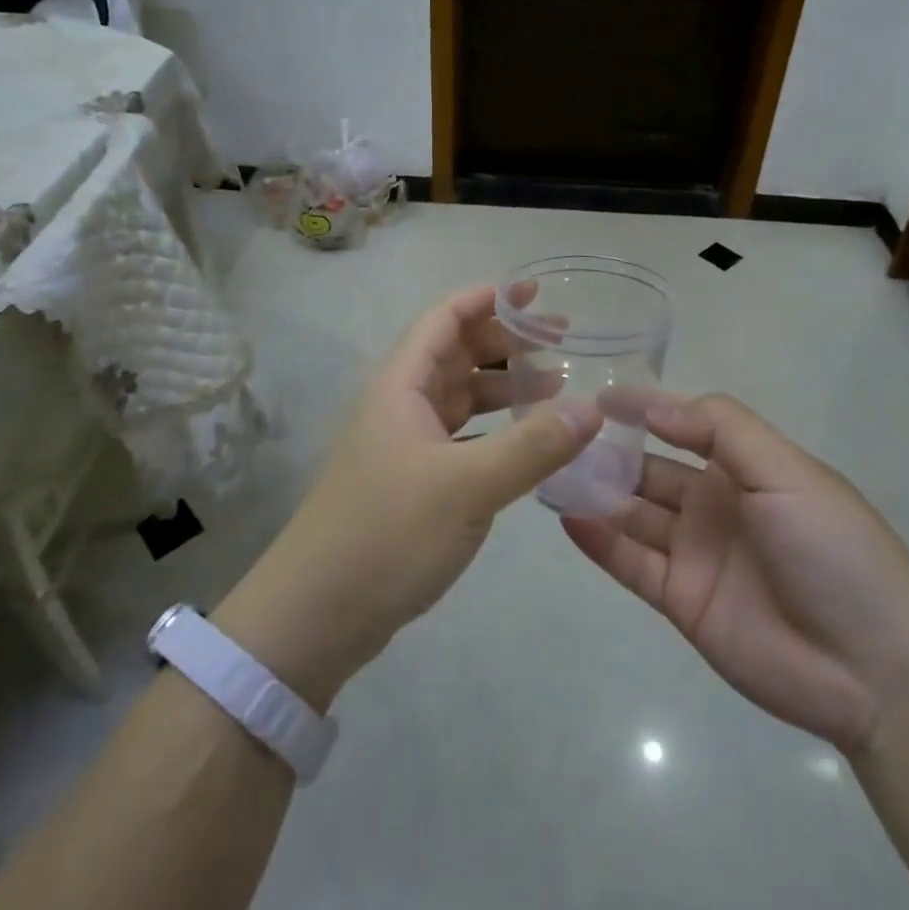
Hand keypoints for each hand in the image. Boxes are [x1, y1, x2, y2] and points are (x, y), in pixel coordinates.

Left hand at [214, 285, 601, 709]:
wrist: (315, 616)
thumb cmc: (387, 533)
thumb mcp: (467, 486)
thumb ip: (532, 445)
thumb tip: (593, 408)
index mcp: (402, 385)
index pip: (444, 319)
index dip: (486, 299)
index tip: (533, 292)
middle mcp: (400, 404)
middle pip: (455, 353)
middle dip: (505, 342)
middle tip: (561, 342)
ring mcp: (404, 445)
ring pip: (459, 397)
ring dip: (503, 387)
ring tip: (556, 388)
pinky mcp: (411, 482)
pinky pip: (460, 436)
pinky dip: (494, 430)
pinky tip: (527, 442)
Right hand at [563, 393, 908, 753]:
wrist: (874, 669)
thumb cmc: (833, 550)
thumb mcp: (786, 471)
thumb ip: (721, 430)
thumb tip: (654, 408)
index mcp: (744, 468)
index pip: (684, 426)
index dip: (645, 409)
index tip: (599, 396)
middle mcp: (714, 505)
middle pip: (649, 470)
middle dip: (609, 452)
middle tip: (557, 435)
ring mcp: (695, 554)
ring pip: (633, 514)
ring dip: (596, 493)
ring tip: (550, 472)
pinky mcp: (681, 601)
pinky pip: (632, 564)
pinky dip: (600, 542)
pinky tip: (569, 518)